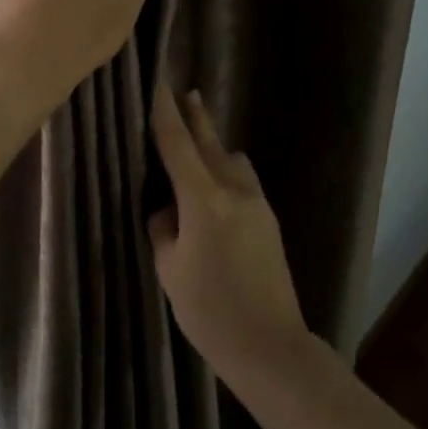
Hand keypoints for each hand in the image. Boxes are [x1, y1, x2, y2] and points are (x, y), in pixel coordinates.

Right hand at [149, 85, 310, 380]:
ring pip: (231, 160)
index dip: (164, 112)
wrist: (269, 344)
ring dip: (213, 146)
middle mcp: (234, 190)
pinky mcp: (269, 220)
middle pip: (209, 142)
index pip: (177, 144)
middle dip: (195, 117)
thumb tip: (168, 208)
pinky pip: (242, 181)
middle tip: (185, 92)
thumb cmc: (209, 311)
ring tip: (196, 146)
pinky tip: (215, 187)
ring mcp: (257, 203)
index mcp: (203, 200)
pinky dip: (225, 171)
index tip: (158, 84)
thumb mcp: (170, 269)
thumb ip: (164, 228)